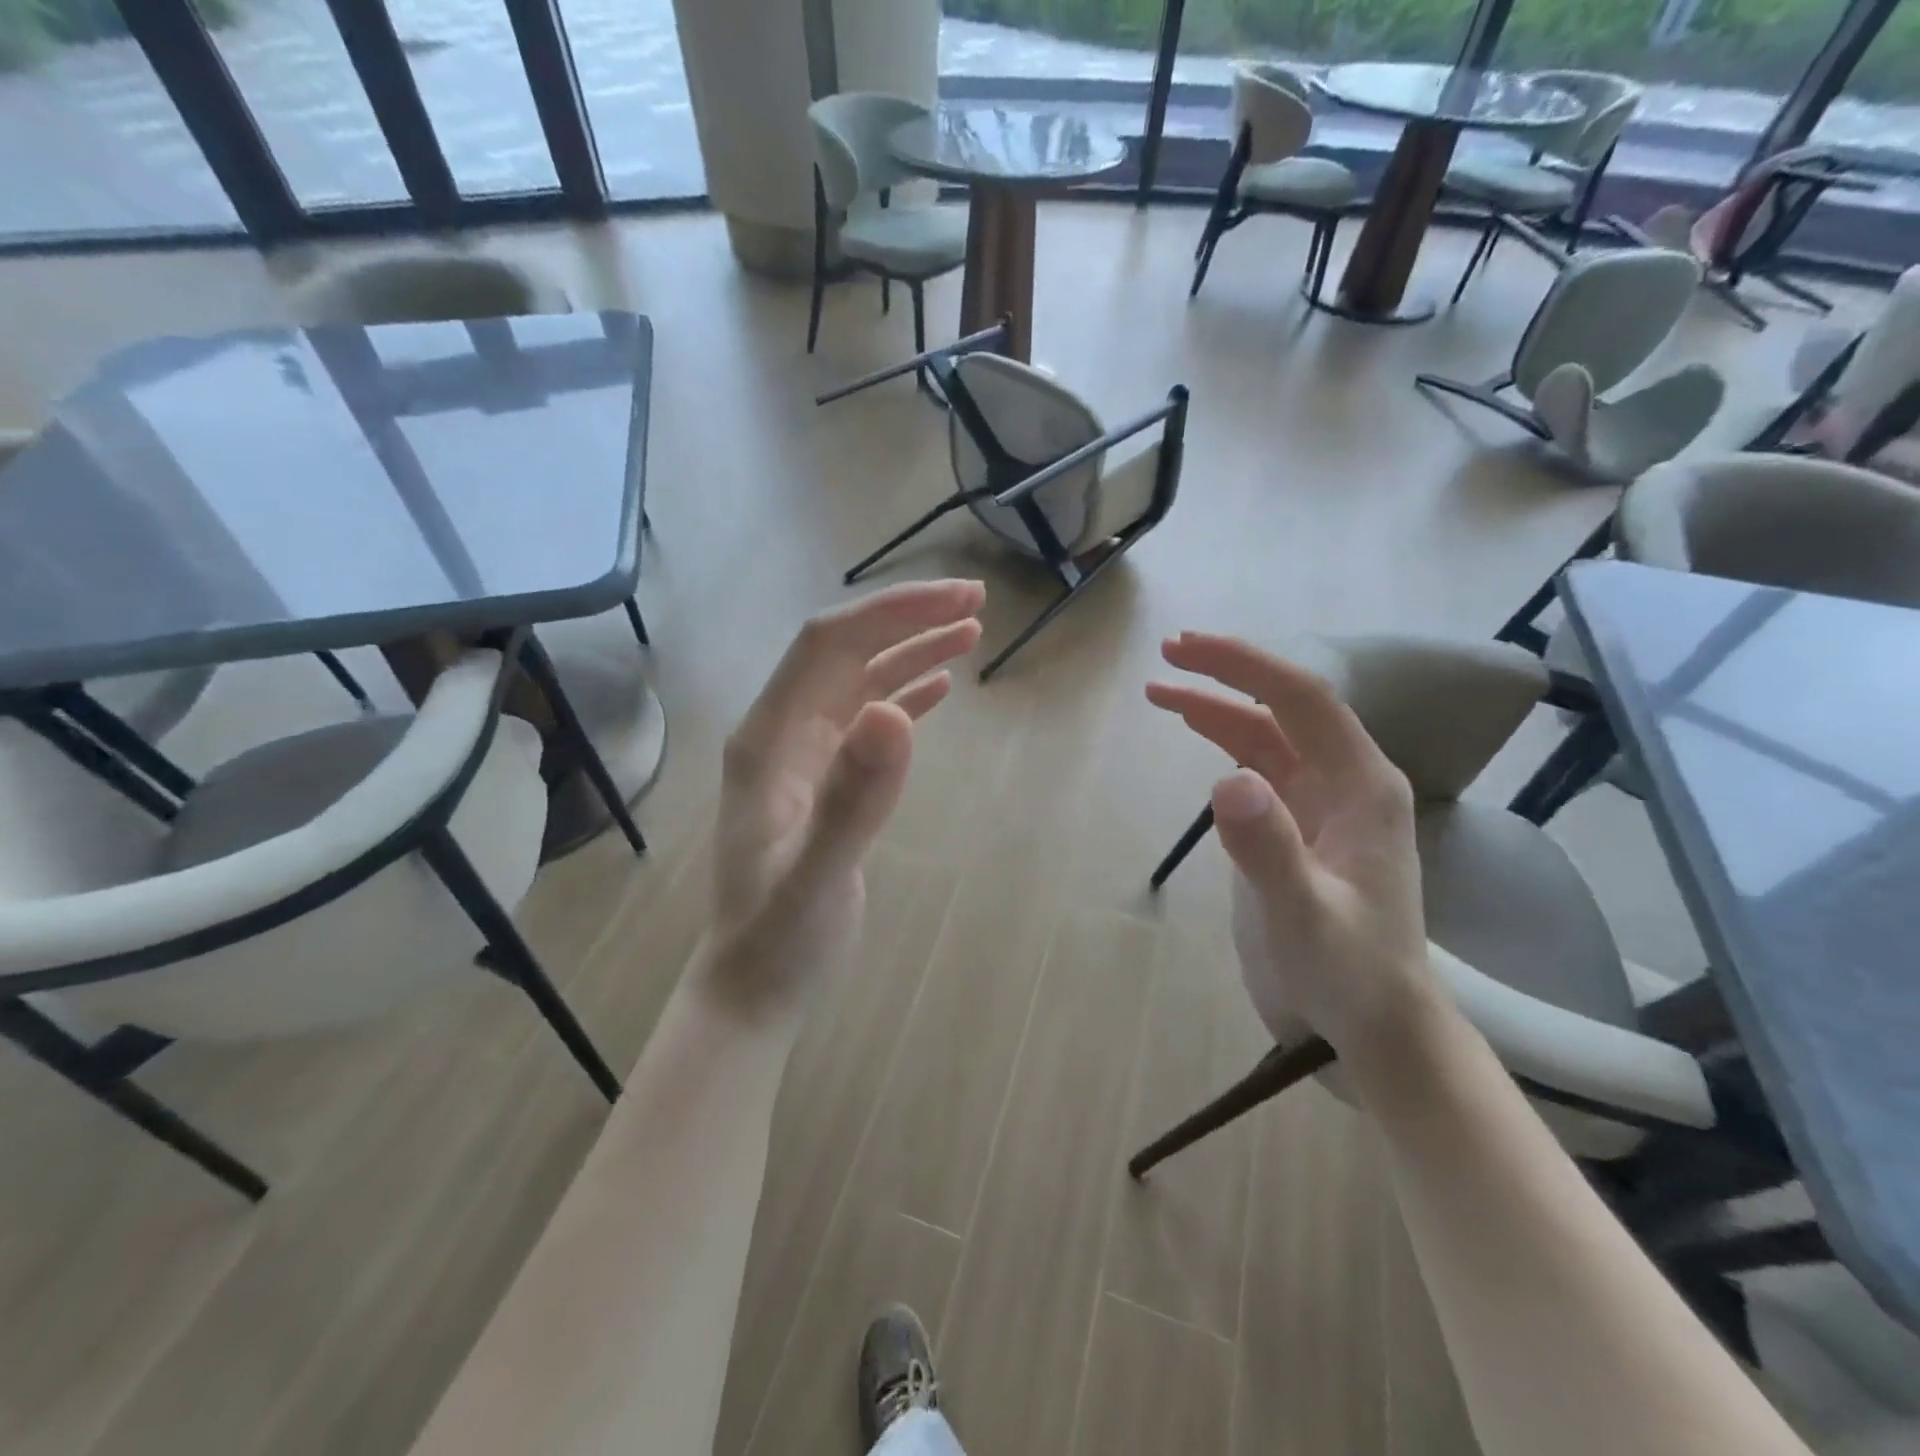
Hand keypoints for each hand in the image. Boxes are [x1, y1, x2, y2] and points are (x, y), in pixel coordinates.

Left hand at [705, 579, 984, 1015]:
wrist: (754, 990)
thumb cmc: (779, 942)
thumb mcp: (818, 878)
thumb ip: (854, 799)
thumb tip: (895, 712)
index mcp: (768, 739)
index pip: (827, 645)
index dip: (890, 613)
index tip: (956, 600)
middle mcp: (781, 735)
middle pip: (845, 651)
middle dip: (907, 619)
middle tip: (976, 603)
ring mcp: (802, 757)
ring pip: (859, 681)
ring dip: (910, 651)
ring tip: (969, 632)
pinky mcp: (824, 782)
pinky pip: (866, 720)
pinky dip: (903, 694)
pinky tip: (937, 688)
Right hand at [1146, 631, 1436, 1063]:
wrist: (1372, 1027)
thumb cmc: (1348, 973)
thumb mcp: (1304, 916)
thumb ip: (1268, 848)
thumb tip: (1225, 778)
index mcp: (1362, 785)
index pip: (1300, 700)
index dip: (1243, 666)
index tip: (1185, 650)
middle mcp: (1343, 782)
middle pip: (1280, 708)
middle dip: (1225, 676)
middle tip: (1166, 655)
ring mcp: (1319, 806)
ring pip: (1265, 736)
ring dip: (1216, 710)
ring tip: (1161, 692)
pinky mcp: (1295, 830)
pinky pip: (1259, 769)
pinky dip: (1224, 745)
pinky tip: (1198, 739)